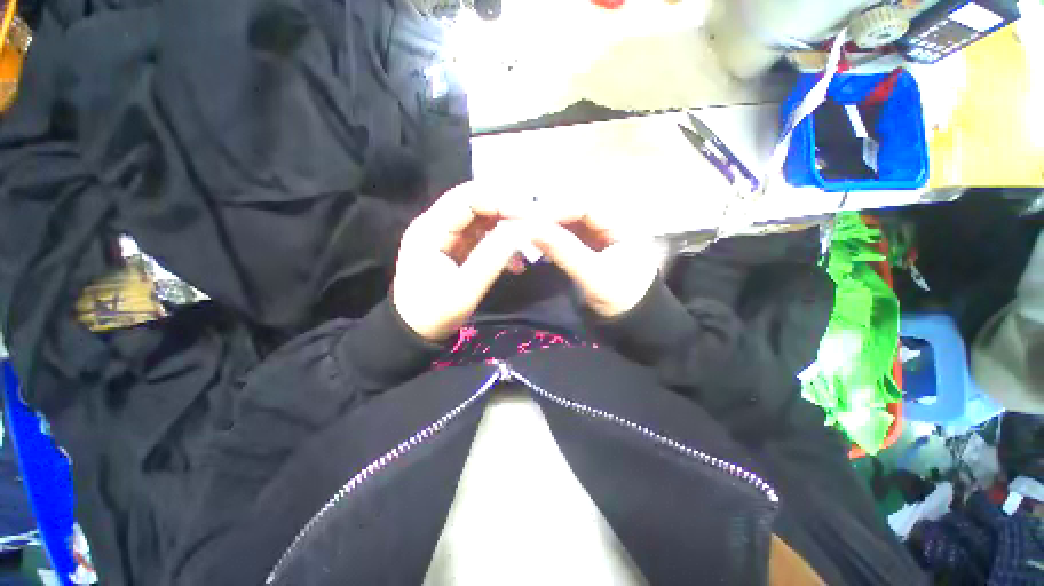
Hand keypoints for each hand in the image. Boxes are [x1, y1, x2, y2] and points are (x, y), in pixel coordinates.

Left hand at [392, 182, 529, 341]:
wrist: (415, 331)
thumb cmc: (435, 314)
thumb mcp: (465, 290)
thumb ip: (492, 258)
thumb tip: (521, 230)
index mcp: (430, 230)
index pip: (467, 198)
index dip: (500, 201)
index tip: (530, 216)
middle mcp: (436, 223)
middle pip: (475, 201)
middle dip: (507, 210)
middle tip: (534, 225)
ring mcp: (445, 234)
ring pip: (481, 216)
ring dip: (507, 227)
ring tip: (527, 246)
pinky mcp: (455, 245)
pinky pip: (483, 234)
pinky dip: (502, 242)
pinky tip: (515, 263)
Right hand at [527, 200, 657, 318]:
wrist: (629, 321)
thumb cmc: (621, 299)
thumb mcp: (594, 276)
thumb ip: (564, 251)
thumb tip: (530, 229)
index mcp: (621, 222)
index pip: (583, 206)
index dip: (553, 209)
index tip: (523, 216)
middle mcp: (608, 220)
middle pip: (571, 209)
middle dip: (543, 213)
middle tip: (511, 216)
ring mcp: (594, 233)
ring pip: (564, 221)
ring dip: (540, 223)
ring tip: (515, 225)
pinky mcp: (584, 245)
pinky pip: (561, 235)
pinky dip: (544, 236)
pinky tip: (528, 238)